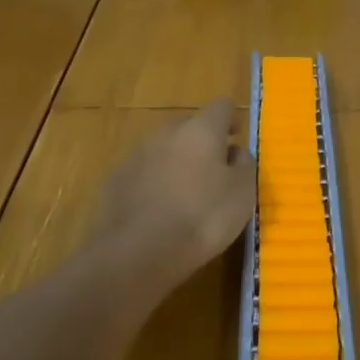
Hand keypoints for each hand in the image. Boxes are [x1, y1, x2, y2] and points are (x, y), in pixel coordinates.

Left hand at [92, 98, 256, 293]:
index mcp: (201, 129)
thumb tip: (235, 152)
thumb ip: (244, 164)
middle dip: (202, 141)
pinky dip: (154, 183)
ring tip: (185, 194)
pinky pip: (143, 172)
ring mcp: (137, 154)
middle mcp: (166, 132)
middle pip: (189, 124)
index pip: (221, 106)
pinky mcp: (115, 180)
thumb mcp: (242, 193)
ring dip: (176, 162)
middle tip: (213, 171)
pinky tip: (159, 211)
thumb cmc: (201, 217)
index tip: (235, 141)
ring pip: (164, 148)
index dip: (231, 121)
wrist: (137, 252)